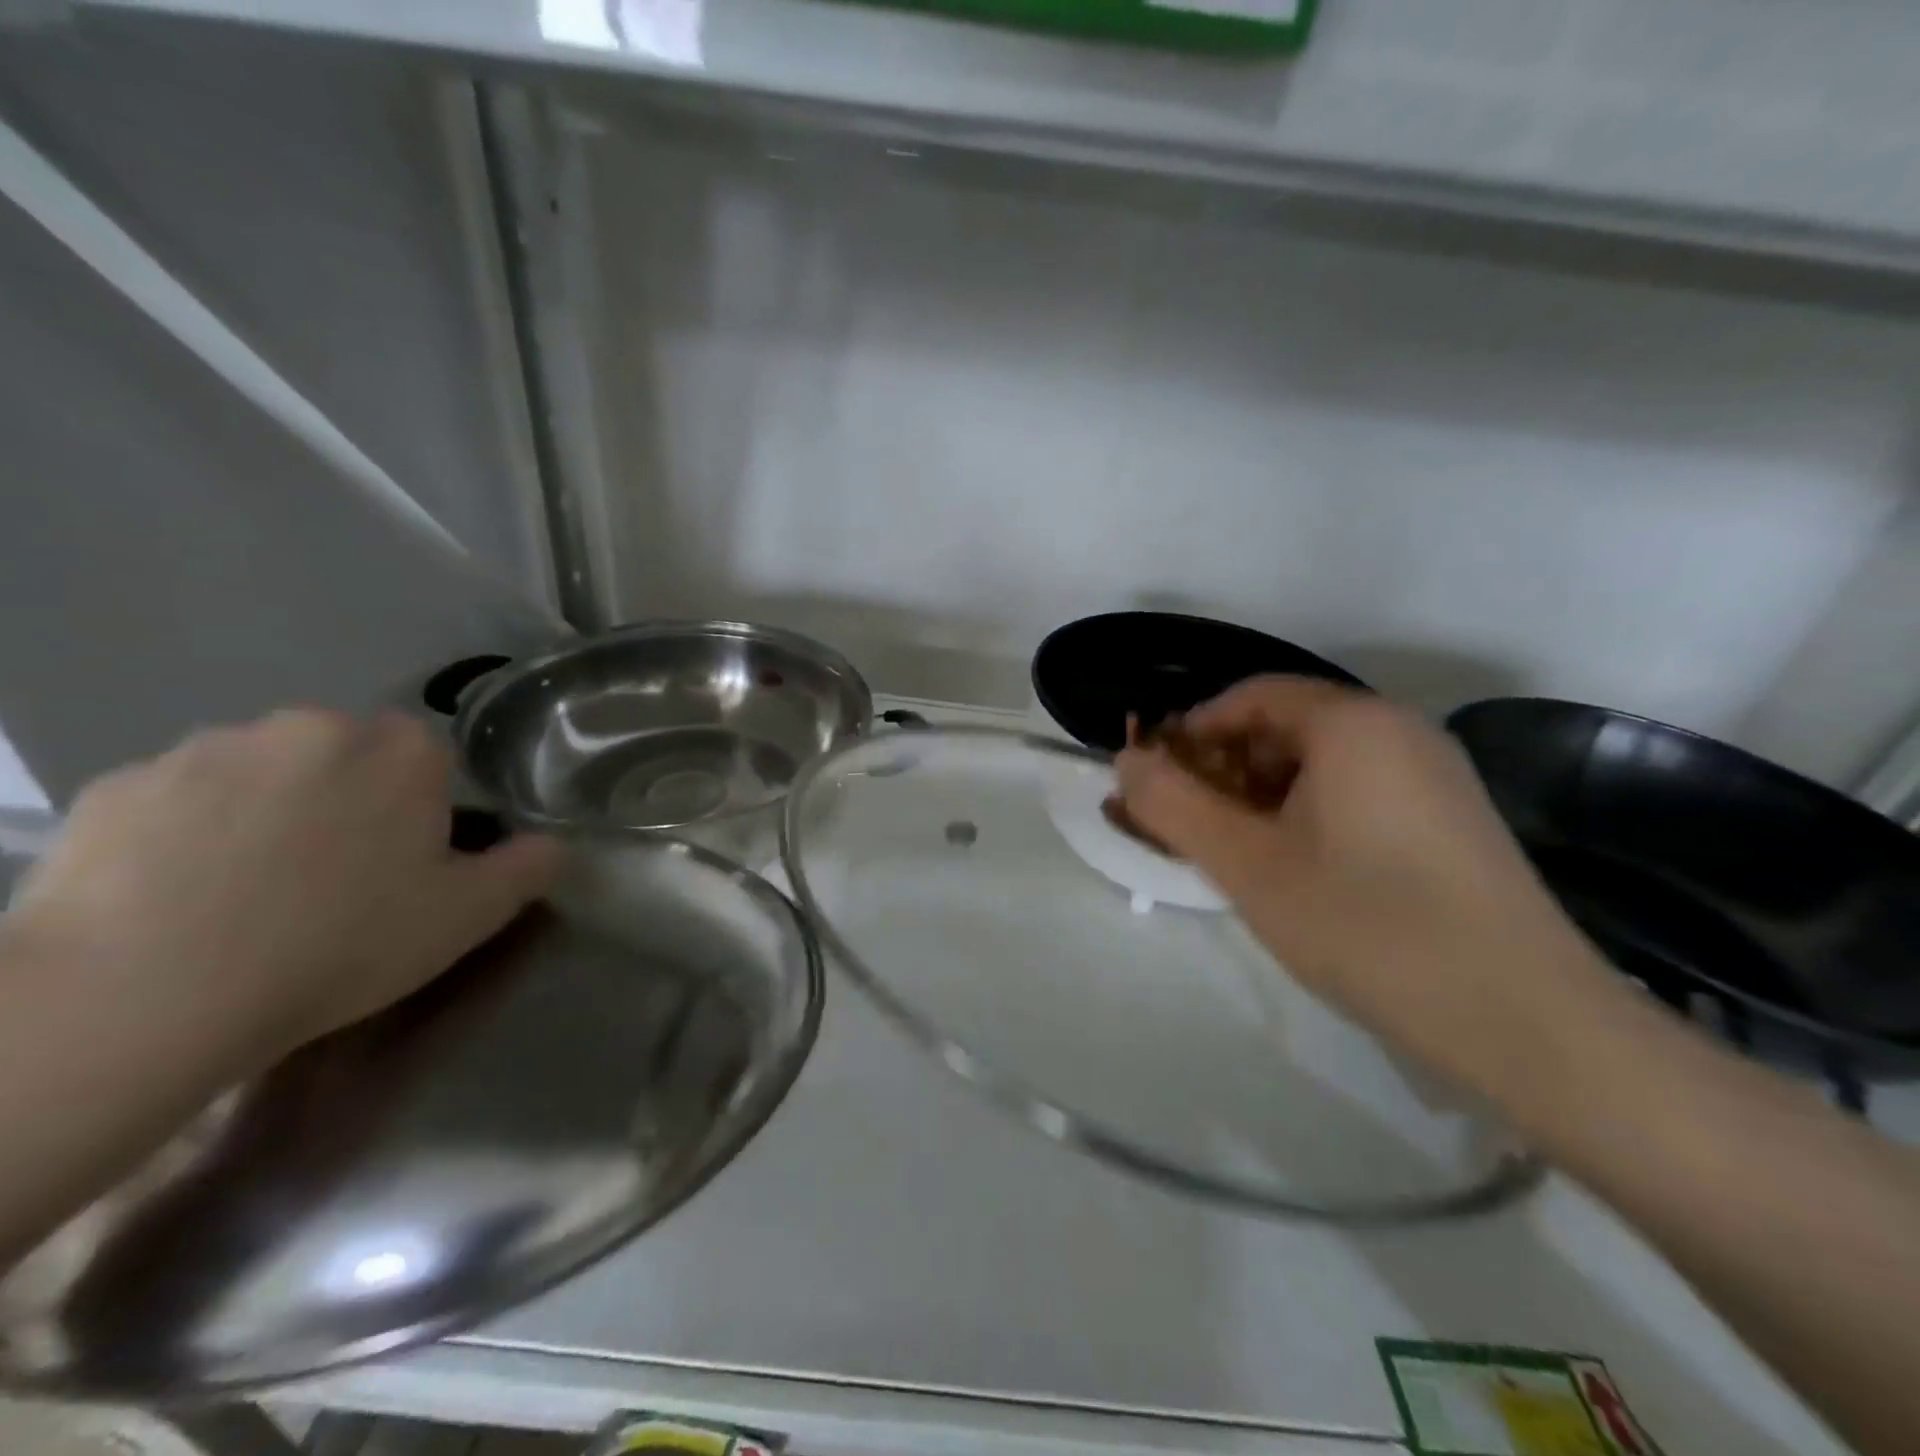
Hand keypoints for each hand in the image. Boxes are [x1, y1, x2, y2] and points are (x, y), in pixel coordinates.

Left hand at [8, 709, 561, 1070]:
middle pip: (344, 756)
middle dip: (344, 800)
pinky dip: (187, 831)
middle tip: (330, 879)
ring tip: (246, 891)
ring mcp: (208, 748)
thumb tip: (556, 843)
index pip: (427, 758)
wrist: (145, 993)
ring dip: (266, 811)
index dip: (419, 809)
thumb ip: (528, 868)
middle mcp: (311, 726)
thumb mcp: (467, 916)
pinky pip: (178, 798)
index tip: (403, 863)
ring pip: (261, 772)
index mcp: (400, 751)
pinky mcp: (121, 784)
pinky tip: (178, 893)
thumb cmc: (340, 944)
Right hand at [1114, 676, 1613, 1094]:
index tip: (1158, 784)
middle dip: (1224, 769)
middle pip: (1285, 727)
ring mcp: (1435, 776)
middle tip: (1190, 827)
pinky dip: (1308, 816)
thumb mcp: (1249, 867)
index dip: (1191, 734)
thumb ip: (1173, 806)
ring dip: (1262, 797)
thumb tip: (1125, 760)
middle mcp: (1400, 731)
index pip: (1248, 696)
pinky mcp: (1452, 820)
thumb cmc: (1369, 927)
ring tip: (1236, 856)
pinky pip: (1358, 794)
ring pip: (1321, 766)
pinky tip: (1297, 872)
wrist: (1529, 1025)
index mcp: (1352, 723)